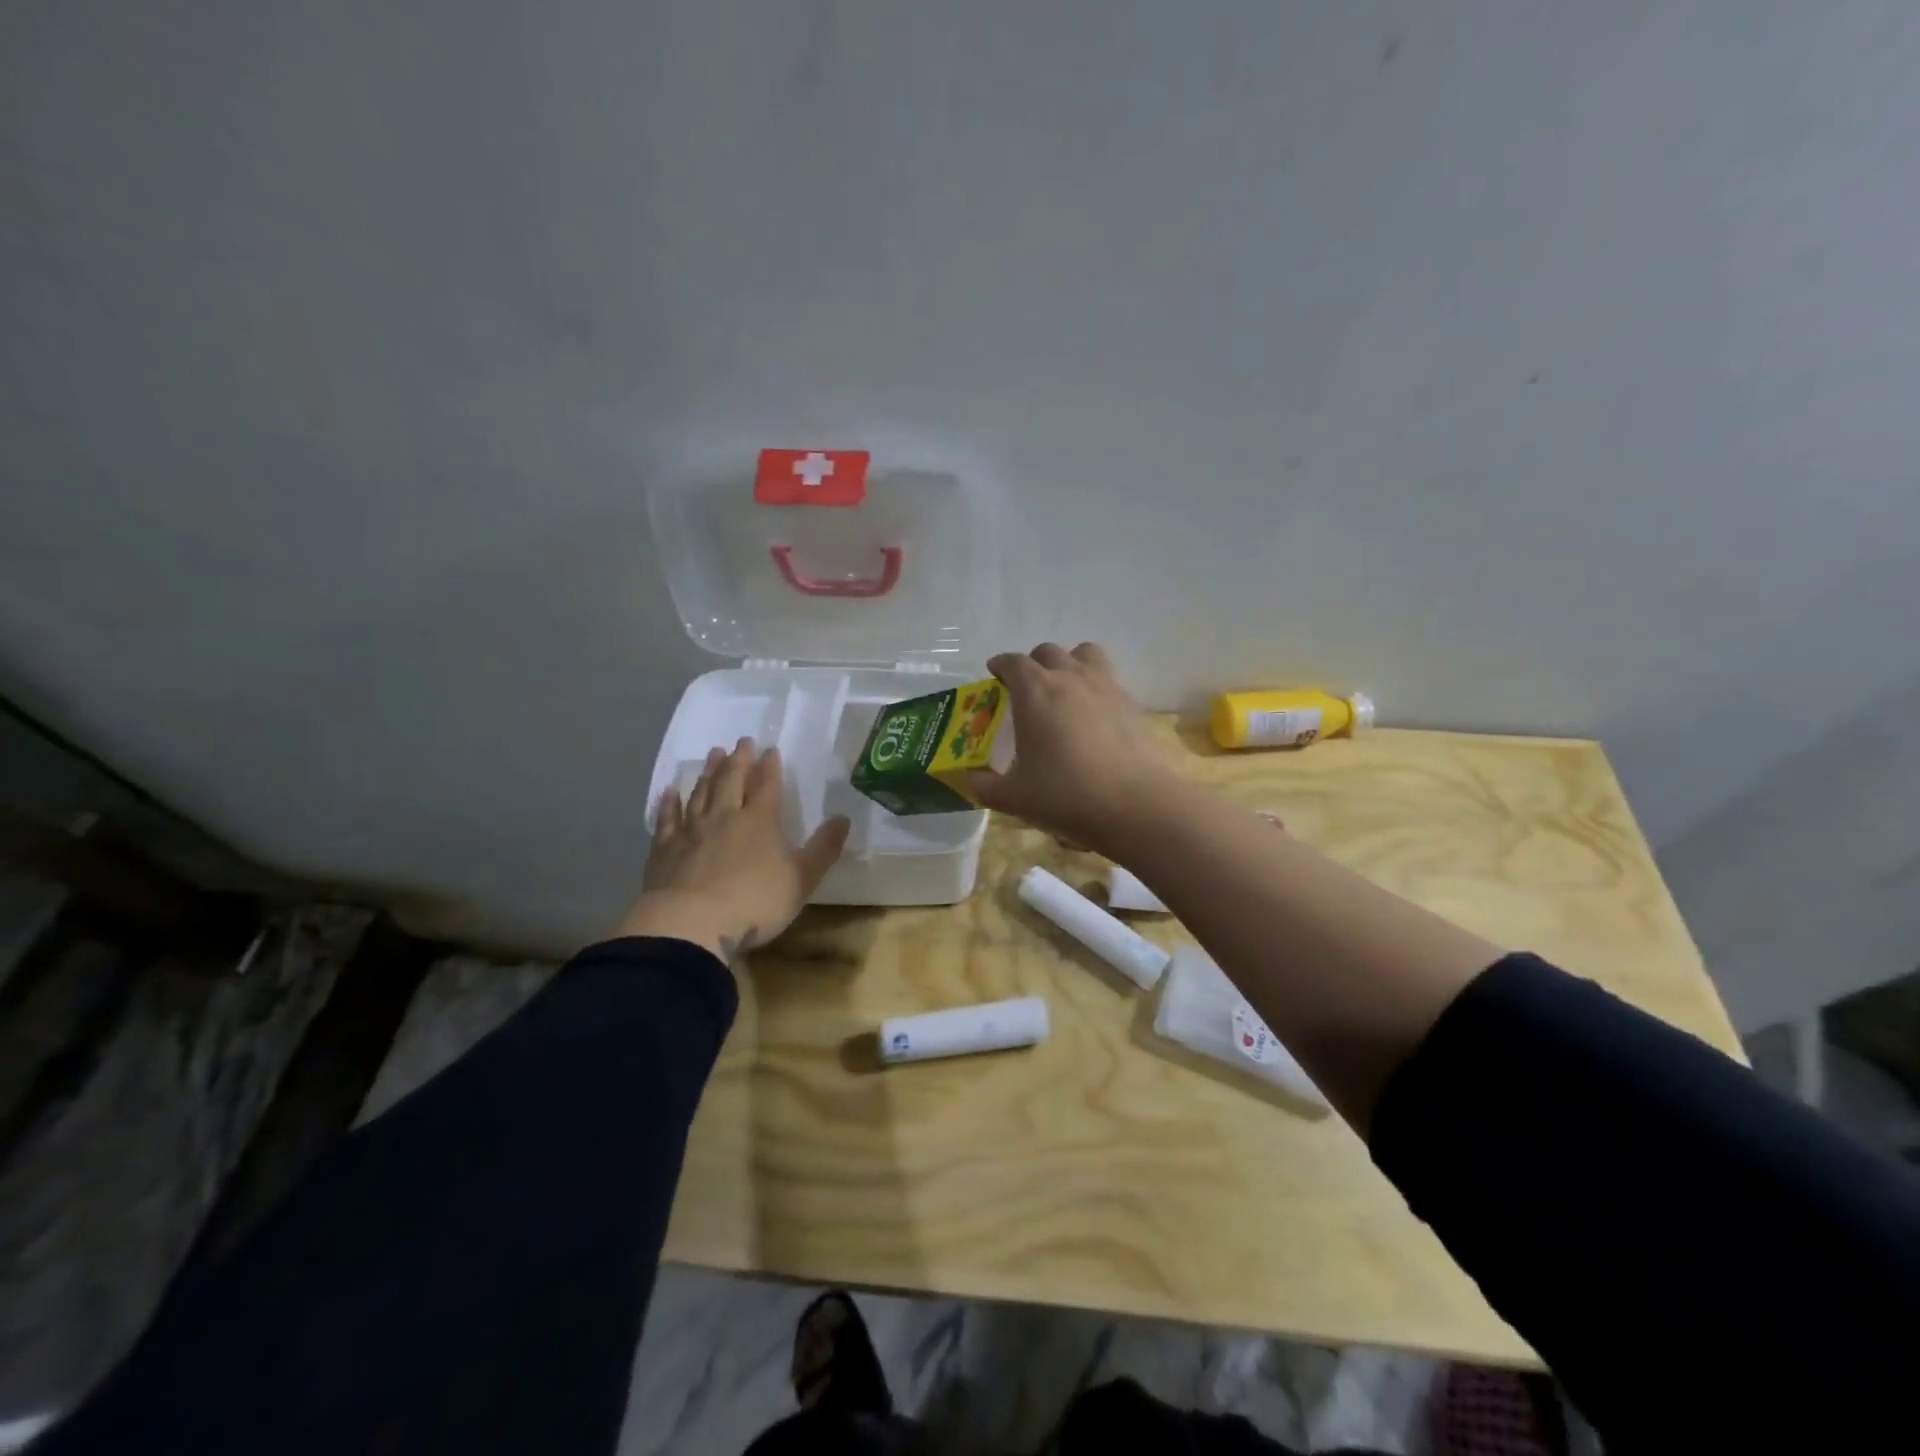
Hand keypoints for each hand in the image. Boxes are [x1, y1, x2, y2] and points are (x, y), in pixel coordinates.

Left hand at [618, 739, 850, 960]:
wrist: (690, 923)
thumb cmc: (754, 903)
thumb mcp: (801, 880)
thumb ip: (823, 849)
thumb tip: (843, 818)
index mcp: (760, 821)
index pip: (767, 785)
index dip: (770, 766)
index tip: (770, 749)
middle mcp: (725, 817)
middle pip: (731, 780)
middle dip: (739, 759)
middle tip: (742, 741)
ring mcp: (691, 831)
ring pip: (701, 793)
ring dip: (708, 772)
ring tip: (713, 754)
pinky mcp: (664, 849)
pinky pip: (667, 818)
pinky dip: (669, 803)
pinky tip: (669, 791)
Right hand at [963, 642, 1179, 853]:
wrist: (1134, 805)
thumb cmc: (1065, 795)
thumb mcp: (1014, 797)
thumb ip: (984, 786)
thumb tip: (968, 780)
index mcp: (1035, 691)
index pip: (1012, 662)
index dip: (1000, 665)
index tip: (994, 675)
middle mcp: (1069, 677)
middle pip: (1048, 651)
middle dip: (1033, 664)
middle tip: (1026, 689)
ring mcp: (1105, 686)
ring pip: (1084, 653)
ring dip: (1070, 663)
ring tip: (1064, 690)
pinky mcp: (1131, 703)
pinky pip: (1108, 679)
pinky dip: (1095, 687)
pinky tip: (1093, 717)